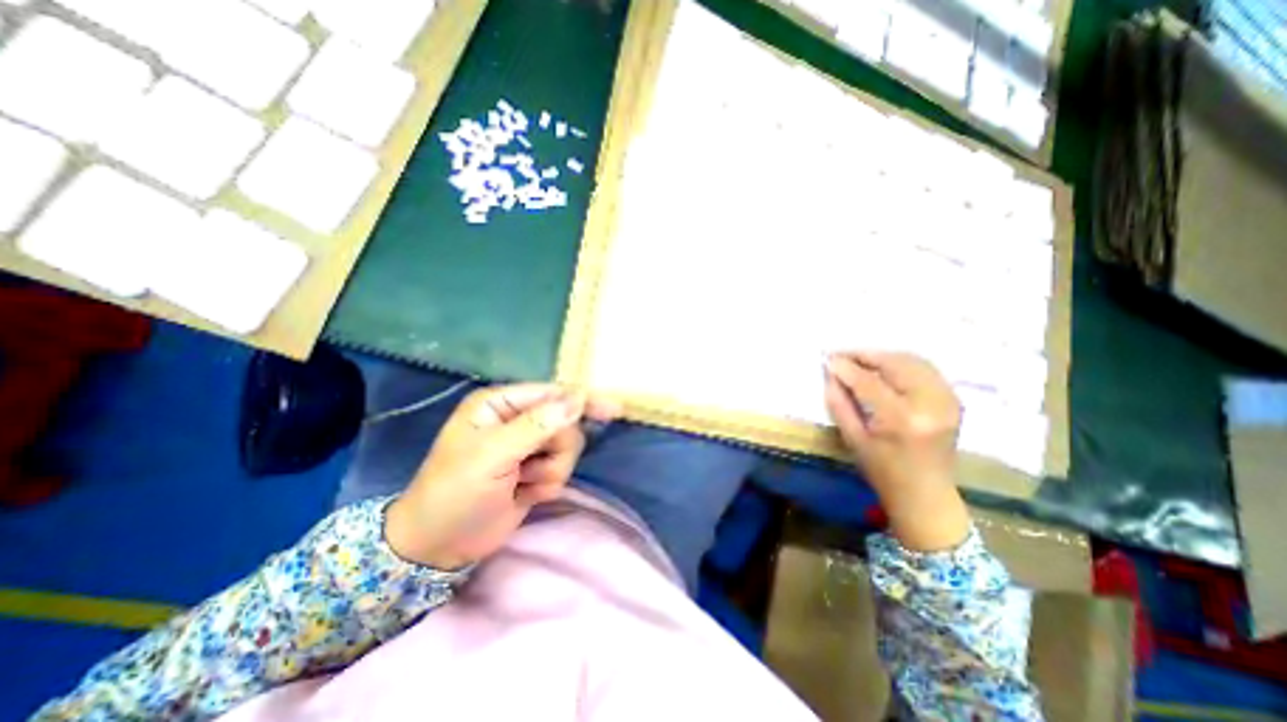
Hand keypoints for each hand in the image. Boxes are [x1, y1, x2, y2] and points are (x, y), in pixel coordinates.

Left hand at [384, 383, 620, 568]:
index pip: (552, 393)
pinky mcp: (537, 469)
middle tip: (529, 469)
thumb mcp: (491, 456)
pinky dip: (547, 485)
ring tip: (521, 484)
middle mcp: (517, 419)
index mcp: (500, 404)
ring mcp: (528, 445)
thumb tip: (577, 399)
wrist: (439, 547)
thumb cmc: (454, 493)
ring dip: (550, 471)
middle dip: (554, 450)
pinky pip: (563, 469)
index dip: (582, 400)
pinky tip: (523, 494)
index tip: (612, 409)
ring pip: (568, 448)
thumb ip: (537, 425)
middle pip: (565, 423)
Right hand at [831, 353, 969, 550]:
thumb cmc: (883, 471)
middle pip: (896, 363)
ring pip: (913, 360)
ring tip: (860, 360)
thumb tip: (830, 373)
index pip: (869, 382)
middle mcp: (930, 404)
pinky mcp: (953, 400)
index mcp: (902, 420)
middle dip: (866, 355)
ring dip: (884, 356)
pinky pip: (925, 369)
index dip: (846, 367)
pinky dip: (902, 363)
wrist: (926, 495)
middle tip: (842, 355)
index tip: (827, 358)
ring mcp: (948, 400)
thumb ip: (839, 403)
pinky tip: (884, 368)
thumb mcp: (853, 438)